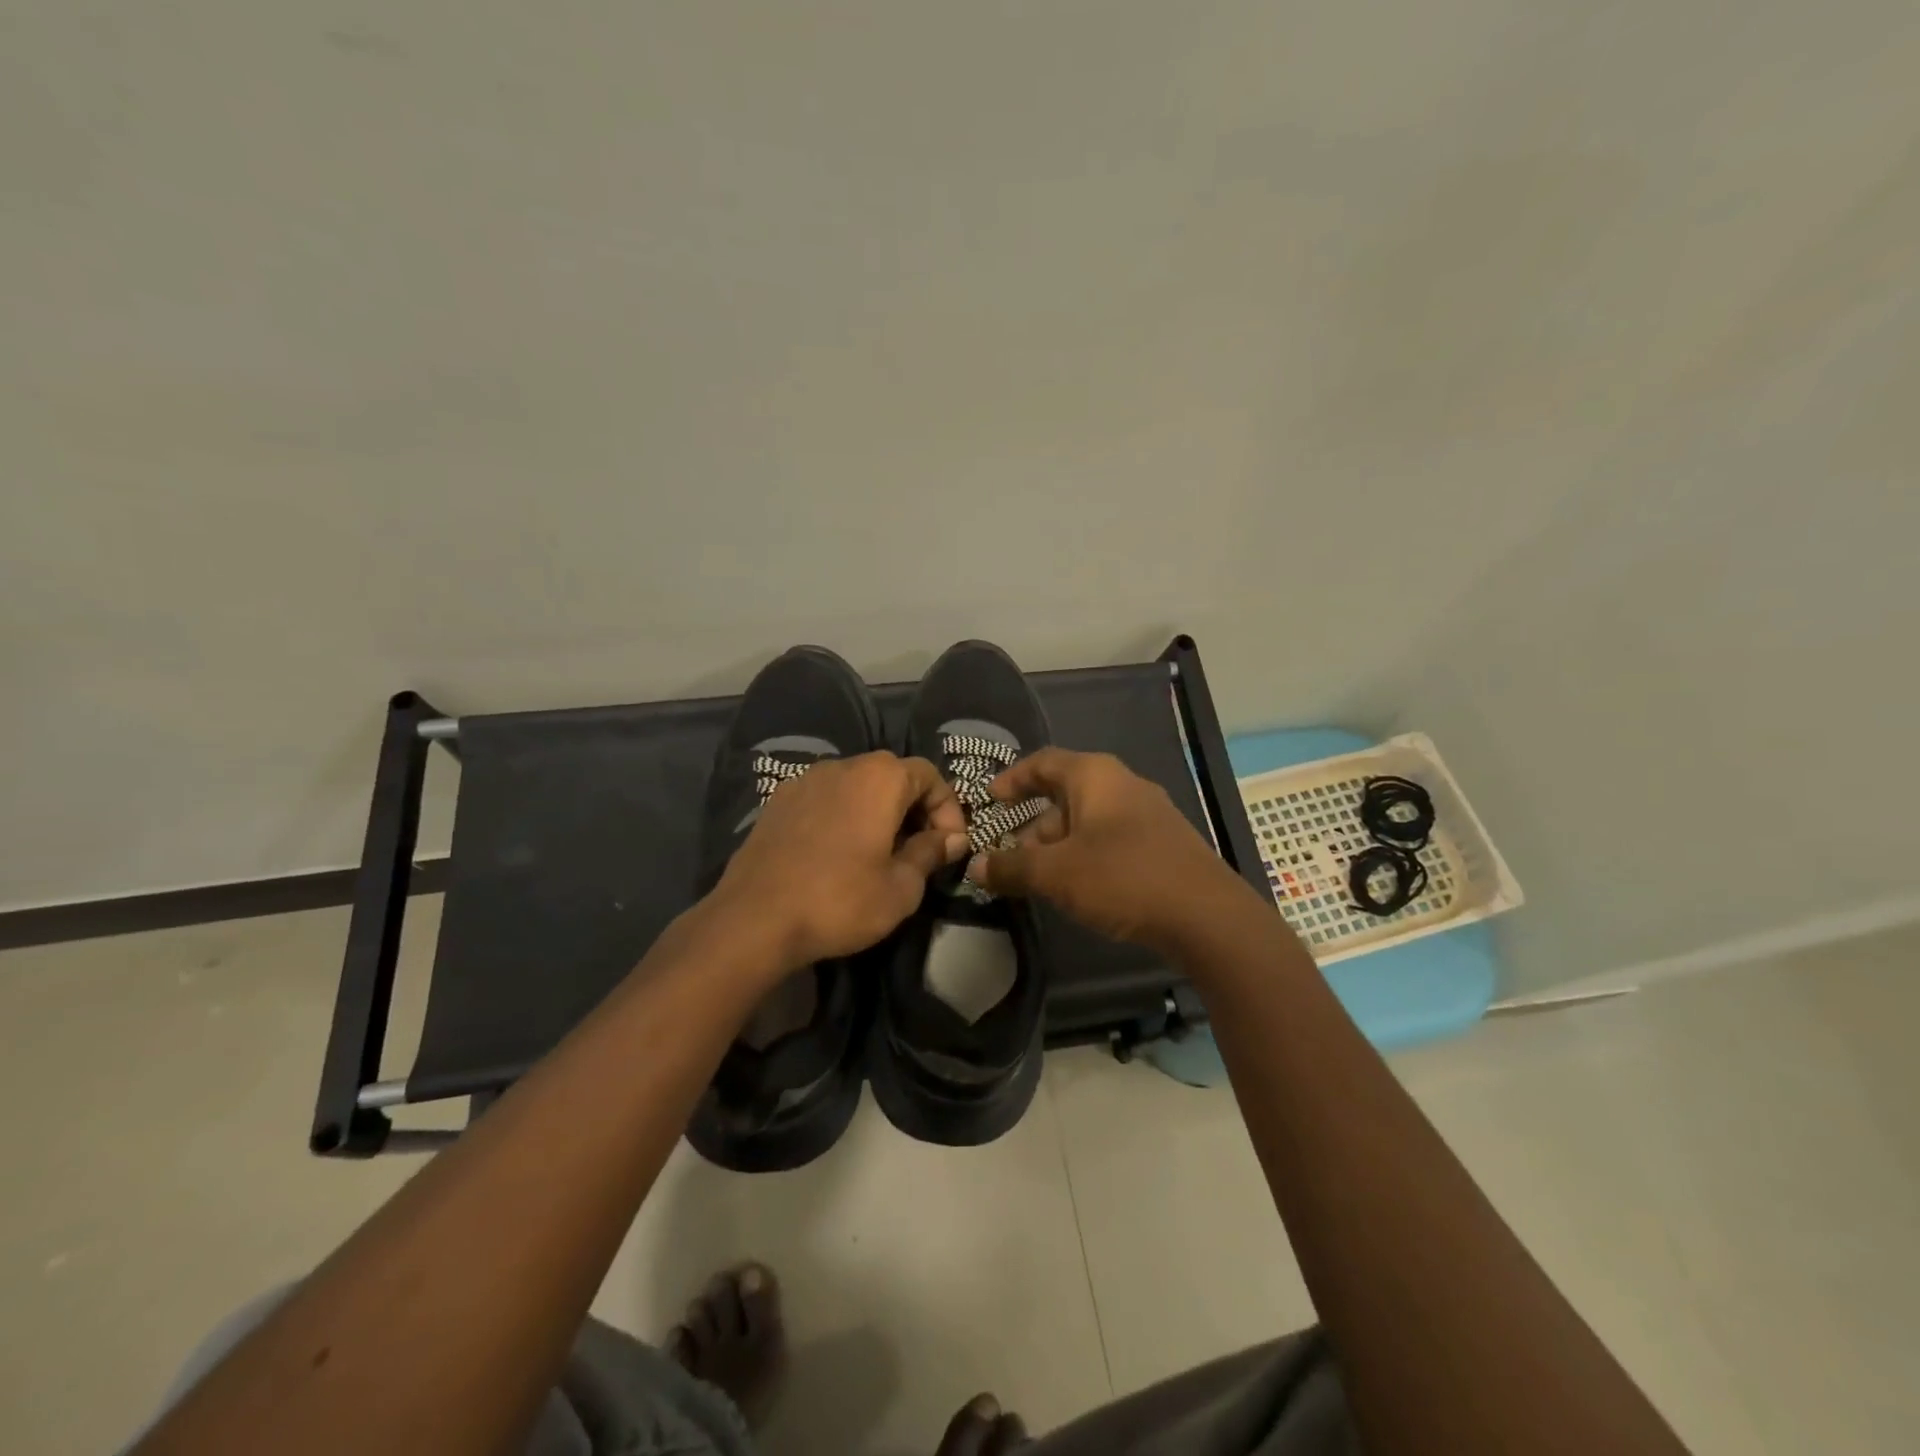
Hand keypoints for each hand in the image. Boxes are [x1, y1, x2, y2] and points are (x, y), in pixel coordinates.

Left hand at [710, 751, 968, 970]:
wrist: (754, 919)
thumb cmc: (840, 901)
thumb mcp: (901, 887)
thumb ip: (931, 853)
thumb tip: (952, 838)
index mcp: (879, 778)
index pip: (929, 775)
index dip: (948, 809)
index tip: (949, 847)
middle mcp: (843, 766)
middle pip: (892, 775)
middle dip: (914, 808)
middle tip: (919, 850)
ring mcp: (805, 781)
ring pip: (856, 785)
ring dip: (877, 811)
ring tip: (879, 852)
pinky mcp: (777, 801)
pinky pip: (825, 798)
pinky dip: (843, 816)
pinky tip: (837, 853)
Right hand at [967, 748, 1250, 949]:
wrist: (1207, 917)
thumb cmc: (1123, 878)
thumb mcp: (1056, 873)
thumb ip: (1011, 867)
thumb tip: (975, 866)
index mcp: (1096, 776)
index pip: (1043, 762)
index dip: (1012, 778)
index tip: (989, 799)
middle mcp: (1123, 785)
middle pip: (1065, 794)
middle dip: (1032, 824)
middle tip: (1010, 856)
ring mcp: (1148, 814)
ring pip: (1088, 821)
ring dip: (1058, 845)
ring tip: (1039, 879)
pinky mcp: (1163, 844)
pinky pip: (1111, 840)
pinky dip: (1085, 856)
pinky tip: (1078, 888)